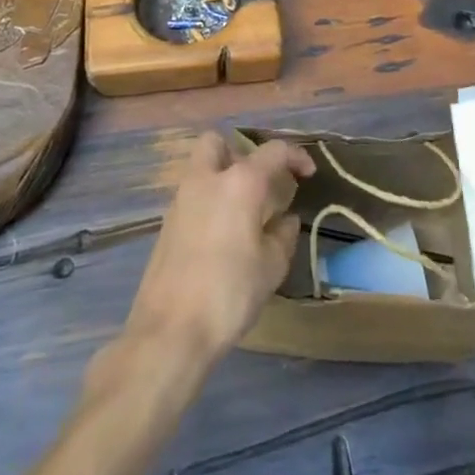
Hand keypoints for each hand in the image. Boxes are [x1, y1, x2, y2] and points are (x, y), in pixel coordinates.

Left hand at [124, 132, 315, 364]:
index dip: (295, 156)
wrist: (170, 332)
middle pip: (217, 143)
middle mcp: (207, 179)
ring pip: (201, 169)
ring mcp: (181, 200)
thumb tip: (286, 219)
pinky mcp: (166, 225)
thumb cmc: (229, 293)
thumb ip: (283, 235)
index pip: (273, 151)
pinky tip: (221, 236)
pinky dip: (208, 203)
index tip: (308, 173)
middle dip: (239, 153)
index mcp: (240, 182)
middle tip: (258, 183)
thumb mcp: (271, 267)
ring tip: (243, 212)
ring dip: (221, 178)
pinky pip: (192, 197)